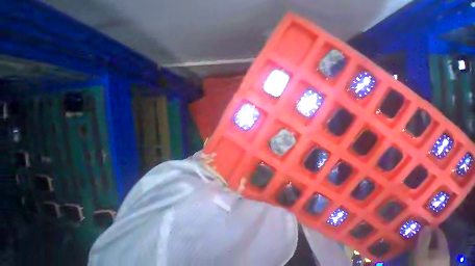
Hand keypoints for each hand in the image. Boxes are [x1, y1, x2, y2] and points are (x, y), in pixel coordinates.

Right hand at [413, 227, 449, 265]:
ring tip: (417, 240)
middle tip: (418, 231)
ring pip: (435, 248)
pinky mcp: (438, 264)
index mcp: (443, 250)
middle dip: (429, 236)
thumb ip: (424, 240)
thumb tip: (426, 226)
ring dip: (427, 243)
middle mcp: (445, 253)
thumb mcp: (421, 254)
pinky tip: (420, 251)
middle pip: (438, 242)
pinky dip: (427, 250)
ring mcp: (442, 260)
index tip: (424, 222)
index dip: (434, 228)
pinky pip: (433, 254)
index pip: (440, 235)